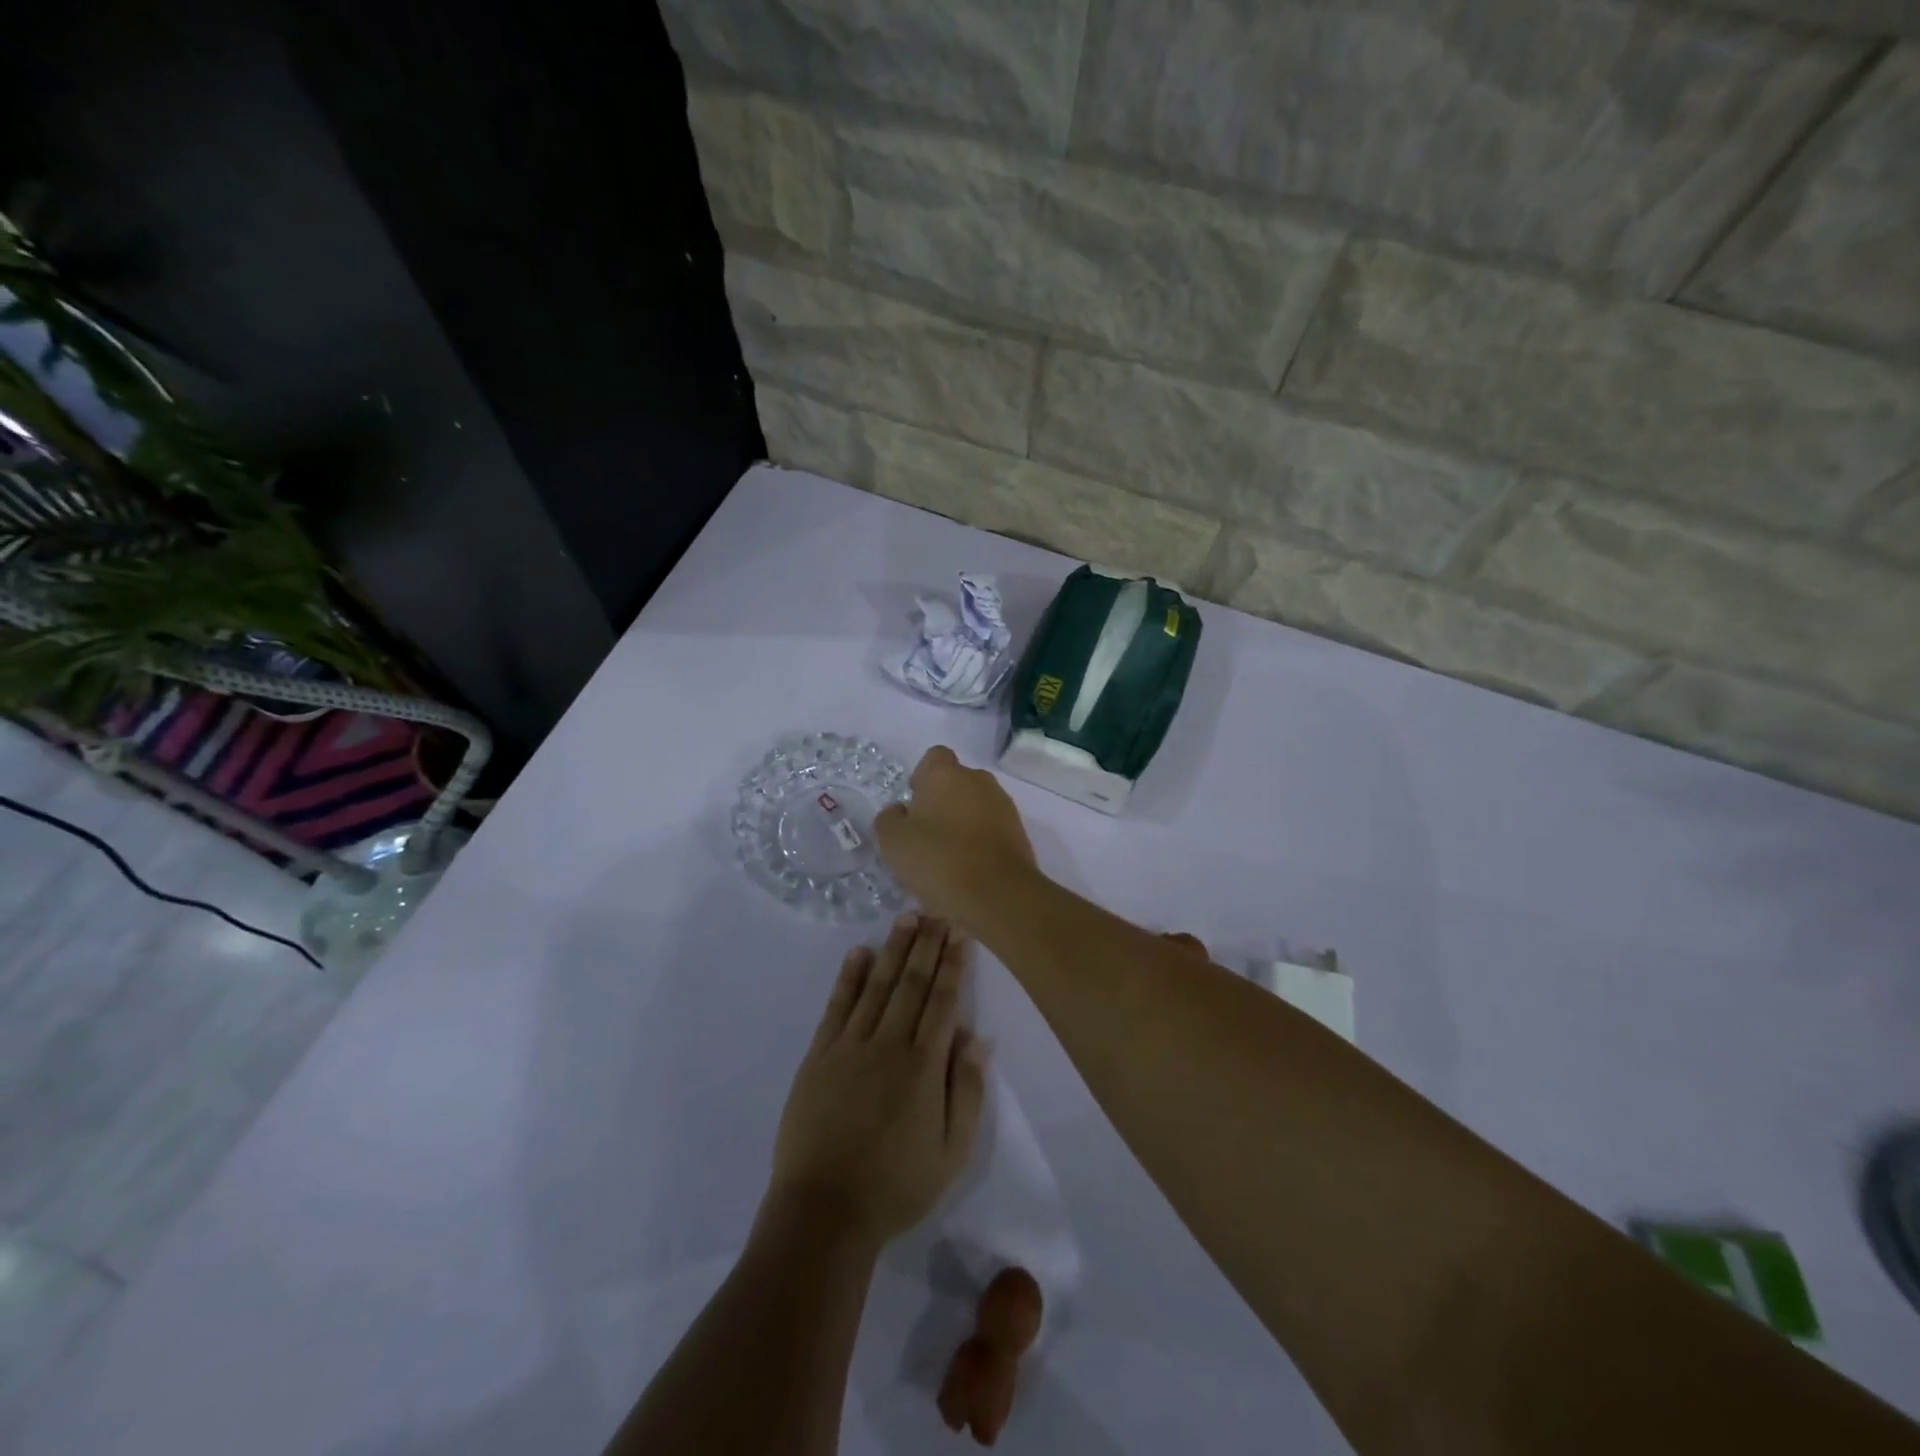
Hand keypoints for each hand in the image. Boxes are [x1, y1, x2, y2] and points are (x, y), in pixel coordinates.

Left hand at [766, 913, 987, 1247]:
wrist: (824, 1211)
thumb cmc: (896, 1186)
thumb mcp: (951, 1153)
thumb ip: (966, 1091)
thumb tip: (978, 1037)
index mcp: (923, 1066)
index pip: (942, 1001)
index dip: (952, 964)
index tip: (959, 932)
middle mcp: (888, 1044)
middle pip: (911, 984)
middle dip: (927, 945)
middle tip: (937, 911)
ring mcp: (849, 1046)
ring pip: (877, 986)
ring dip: (893, 949)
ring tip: (906, 918)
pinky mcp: (819, 1055)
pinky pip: (837, 1006)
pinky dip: (849, 977)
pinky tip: (859, 953)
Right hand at [875, 747, 1035, 928]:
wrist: (997, 894)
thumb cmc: (938, 859)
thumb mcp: (893, 842)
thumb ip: (890, 819)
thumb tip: (899, 811)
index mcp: (945, 774)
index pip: (933, 758)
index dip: (922, 777)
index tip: (914, 804)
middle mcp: (978, 780)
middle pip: (956, 782)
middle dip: (943, 802)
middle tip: (927, 835)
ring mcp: (1003, 805)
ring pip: (976, 806)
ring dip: (963, 823)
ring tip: (949, 858)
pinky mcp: (1019, 831)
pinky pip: (992, 829)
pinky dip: (981, 842)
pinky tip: (970, 869)